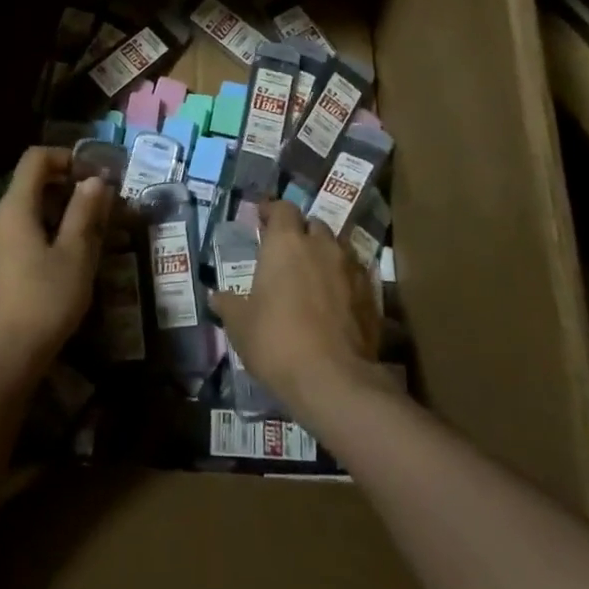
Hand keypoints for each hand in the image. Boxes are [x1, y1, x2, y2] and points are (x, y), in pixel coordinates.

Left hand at [0, 146, 107, 391]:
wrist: (1, 359)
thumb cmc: (43, 301)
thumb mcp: (75, 255)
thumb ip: (85, 213)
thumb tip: (95, 179)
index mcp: (17, 207)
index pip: (36, 158)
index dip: (66, 156)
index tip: (97, 174)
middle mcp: (3, 218)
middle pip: (35, 182)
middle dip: (71, 185)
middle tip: (105, 203)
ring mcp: (0, 244)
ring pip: (34, 210)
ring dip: (66, 211)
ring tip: (98, 230)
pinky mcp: (3, 268)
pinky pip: (29, 233)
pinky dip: (54, 232)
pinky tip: (76, 257)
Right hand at [213, 200, 392, 424]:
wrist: (334, 380)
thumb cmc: (276, 341)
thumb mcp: (240, 325)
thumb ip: (229, 304)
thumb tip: (217, 297)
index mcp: (285, 242)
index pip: (282, 208)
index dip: (272, 212)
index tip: (262, 220)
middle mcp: (321, 245)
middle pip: (313, 225)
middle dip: (300, 233)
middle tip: (286, 253)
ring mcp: (351, 268)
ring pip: (336, 248)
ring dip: (324, 255)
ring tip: (311, 276)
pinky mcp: (371, 296)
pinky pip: (354, 276)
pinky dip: (342, 281)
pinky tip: (334, 302)